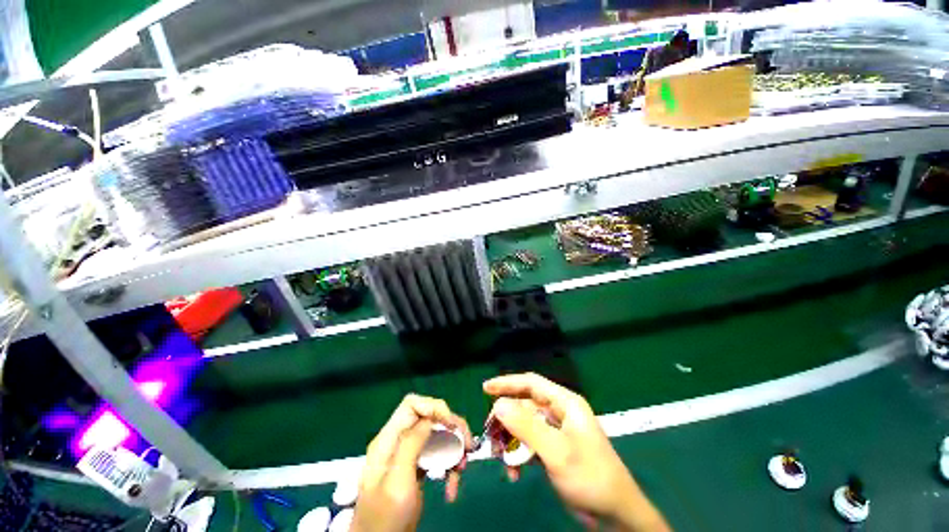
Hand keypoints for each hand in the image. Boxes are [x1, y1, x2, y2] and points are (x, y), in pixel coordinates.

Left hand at [352, 394, 471, 531]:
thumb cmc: (385, 518)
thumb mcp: (397, 481)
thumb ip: (411, 444)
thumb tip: (431, 418)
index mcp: (389, 439)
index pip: (412, 405)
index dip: (434, 407)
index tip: (452, 424)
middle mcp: (399, 441)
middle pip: (430, 418)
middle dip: (451, 430)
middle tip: (468, 447)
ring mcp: (409, 454)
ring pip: (438, 436)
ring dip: (454, 450)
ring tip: (461, 470)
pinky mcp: (418, 467)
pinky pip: (438, 455)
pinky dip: (449, 466)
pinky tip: (452, 486)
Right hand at [483, 373, 669, 531]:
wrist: (615, 515)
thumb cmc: (590, 477)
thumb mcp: (556, 452)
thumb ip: (526, 426)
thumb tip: (498, 404)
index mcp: (565, 403)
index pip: (531, 383)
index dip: (507, 383)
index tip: (485, 388)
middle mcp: (560, 412)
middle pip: (525, 406)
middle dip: (506, 420)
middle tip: (489, 435)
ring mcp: (557, 432)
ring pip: (525, 426)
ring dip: (511, 441)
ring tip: (501, 459)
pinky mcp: (555, 449)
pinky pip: (530, 444)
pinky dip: (520, 454)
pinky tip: (514, 472)